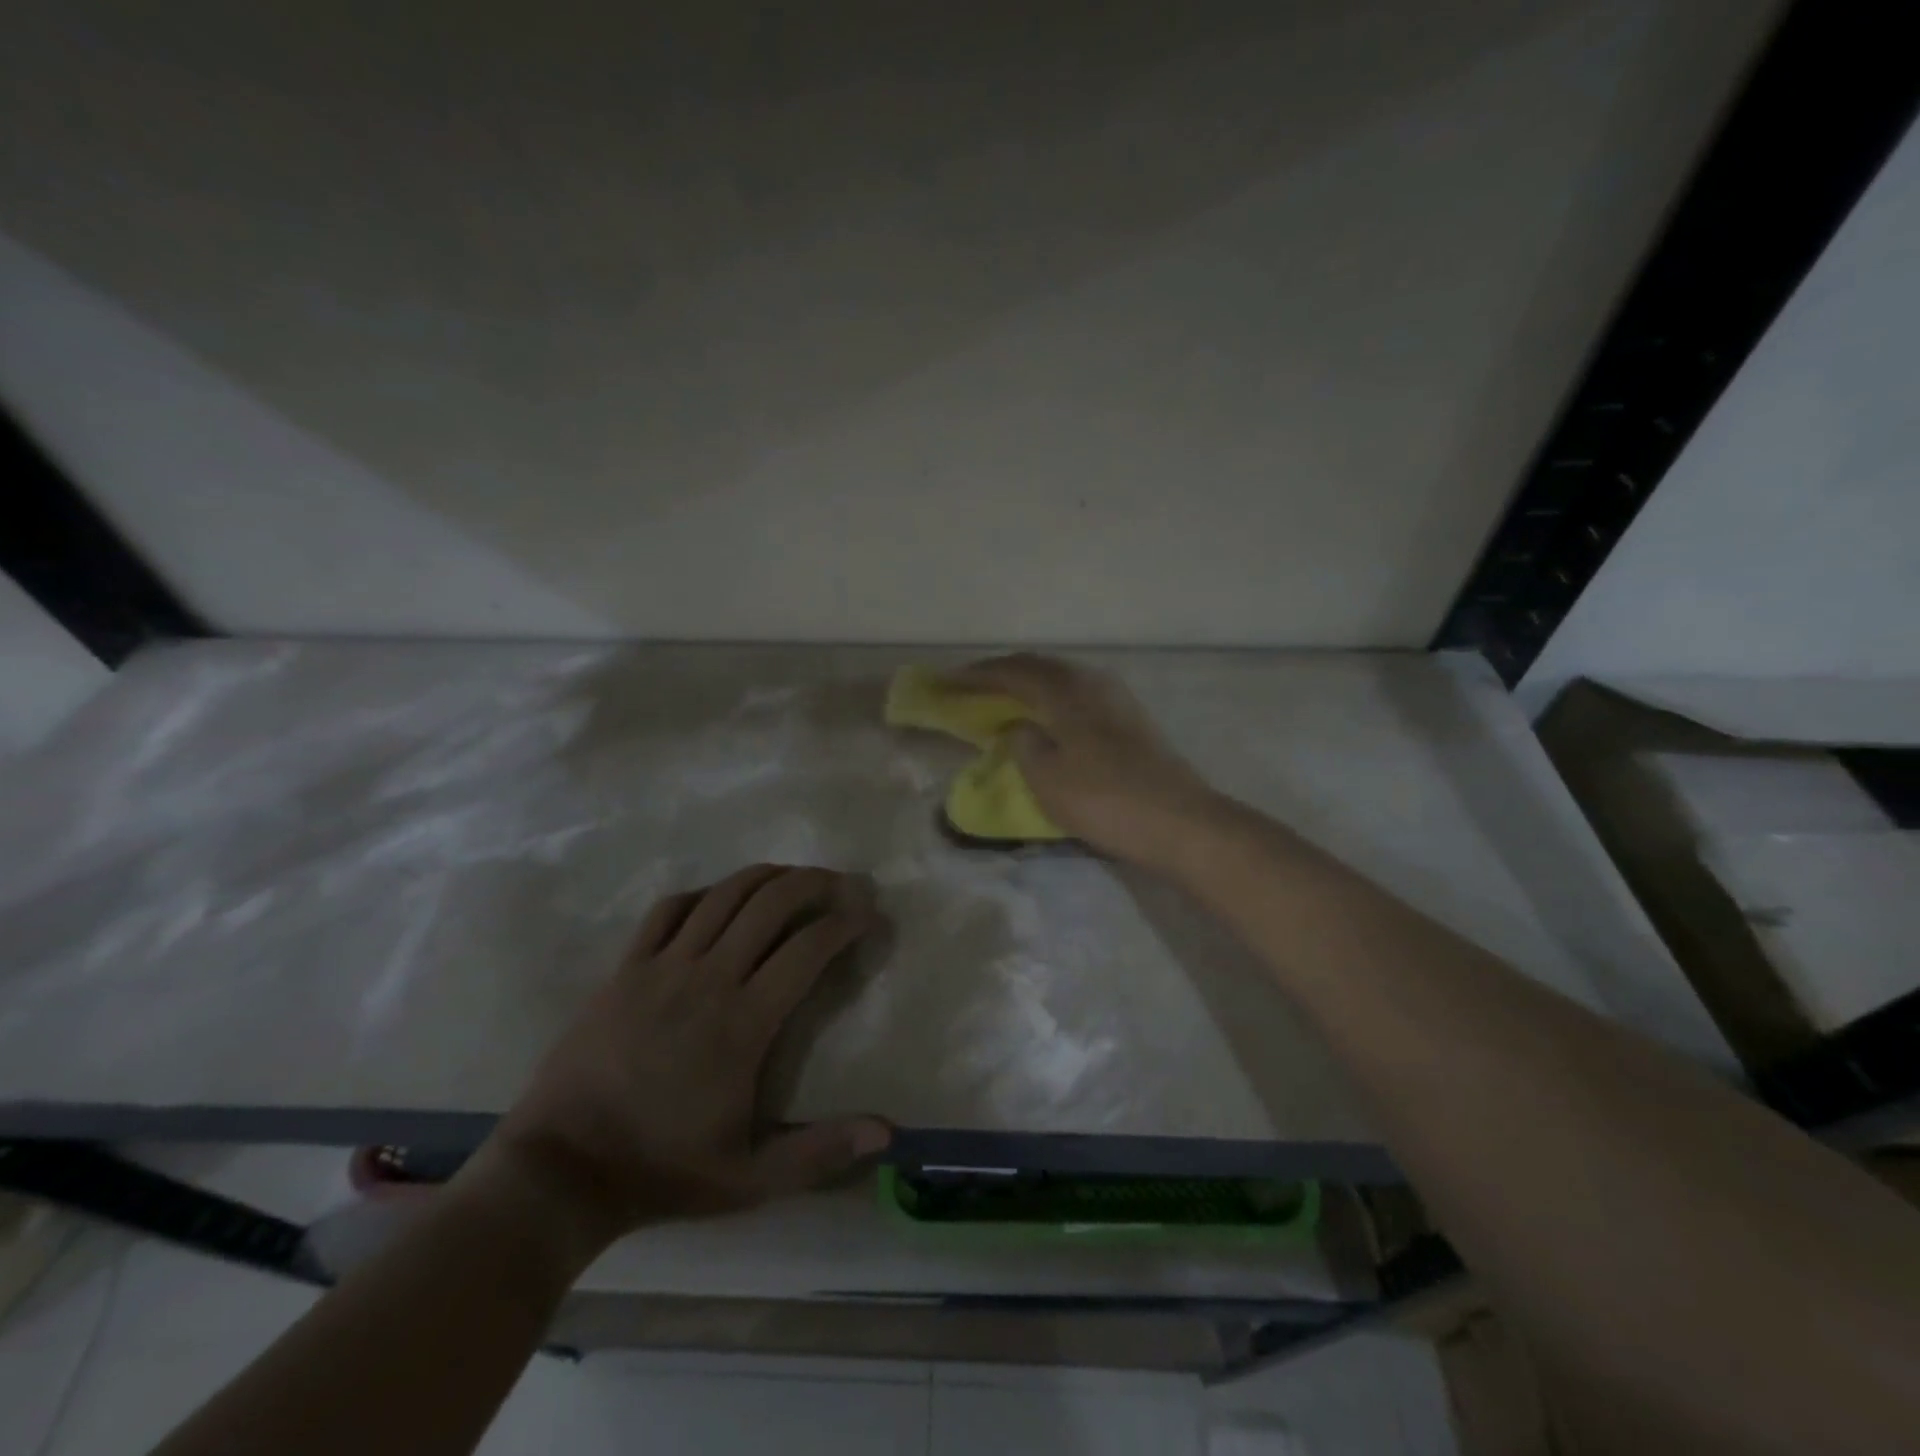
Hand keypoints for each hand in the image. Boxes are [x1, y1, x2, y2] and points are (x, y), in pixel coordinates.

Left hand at [483, 865, 890, 1249]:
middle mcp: (707, 978)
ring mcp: (661, 967)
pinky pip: (668, 910)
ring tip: (793, 876)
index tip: (869, 915)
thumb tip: (887, 1133)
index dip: (846, 923)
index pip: (808, 948)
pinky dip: (702, 894)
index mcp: (743, 1022)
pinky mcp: (625, 969)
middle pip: (770, 903)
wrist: (560, 1170)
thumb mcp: (749, 1179)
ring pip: (723, 896)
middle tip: (840, 883)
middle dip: (814, 883)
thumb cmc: (662, 1170)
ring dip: (766, 877)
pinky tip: (718, 899)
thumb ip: (820, 1152)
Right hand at [947, 654, 1224, 870]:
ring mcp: (1115, 697)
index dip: (975, 676)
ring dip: (1028, 683)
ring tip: (1003, 696)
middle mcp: (1091, 681)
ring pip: (1060, 677)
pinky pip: (1076, 693)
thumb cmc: (1105, 800)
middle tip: (970, 683)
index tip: (945, 681)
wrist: (1179, 821)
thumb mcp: (1047, 778)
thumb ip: (1023, 744)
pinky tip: (1045, 714)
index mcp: (1066, 690)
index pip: (1012, 672)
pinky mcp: (1130, 718)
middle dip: (1000, 673)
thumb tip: (1018, 728)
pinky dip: (1050, 697)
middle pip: (1038, 666)